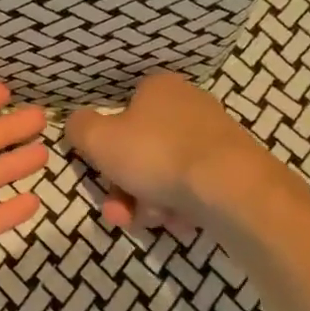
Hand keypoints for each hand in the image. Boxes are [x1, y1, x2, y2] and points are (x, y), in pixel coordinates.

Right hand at [66, 71, 274, 235]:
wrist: (229, 187)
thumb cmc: (155, 154)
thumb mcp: (98, 139)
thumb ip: (79, 128)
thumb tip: (77, 124)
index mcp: (158, 89)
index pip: (121, 113)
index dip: (106, 148)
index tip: (101, 173)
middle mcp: (188, 106)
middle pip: (140, 151)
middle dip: (125, 187)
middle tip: (120, 211)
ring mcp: (213, 138)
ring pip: (163, 175)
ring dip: (147, 202)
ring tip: (153, 220)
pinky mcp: (232, 169)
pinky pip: (191, 189)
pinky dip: (179, 207)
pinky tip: (179, 221)